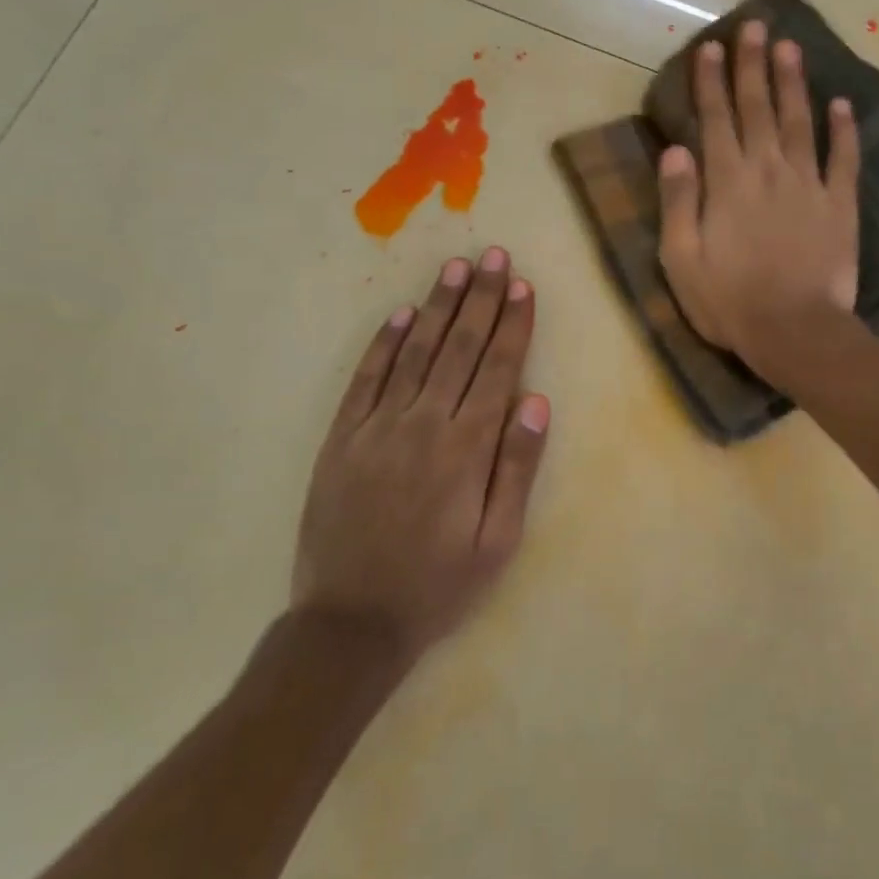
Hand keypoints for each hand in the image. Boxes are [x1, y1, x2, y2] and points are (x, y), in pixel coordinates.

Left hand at [293, 247, 550, 659]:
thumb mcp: (497, 541)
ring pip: (414, 353)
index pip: (496, 370)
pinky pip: (365, 379)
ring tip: (455, 269)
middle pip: (458, 349)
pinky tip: (400, 316)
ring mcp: (376, 428)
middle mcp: (422, 425)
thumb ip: (517, 467)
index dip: (512, 326)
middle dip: (480, 299)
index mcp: (466, 449)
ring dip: (437, 307)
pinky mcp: (341, 439)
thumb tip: (536, 401)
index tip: (522, 286)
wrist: (350, 622)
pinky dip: (384, 344)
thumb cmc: (438, 585)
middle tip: (492, 255)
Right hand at [657, 20, 859, 377]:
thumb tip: (675, 151)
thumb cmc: (729, 302)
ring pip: (800, 122)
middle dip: (753, 66)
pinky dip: (844, 131)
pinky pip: (844, 160)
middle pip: (759, 109)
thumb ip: (678, 202)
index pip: (716, 120)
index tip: (711, 47)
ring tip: (790, 47)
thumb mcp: (681, 260)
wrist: (795, 331)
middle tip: (754, 26)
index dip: (712, 82)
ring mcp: (809, 185)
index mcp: (727, 183)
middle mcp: (768, 171)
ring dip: (794, 83)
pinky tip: (843, 105)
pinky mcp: (840, 206)